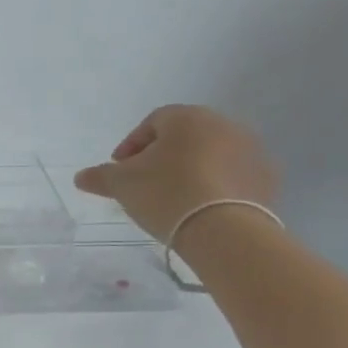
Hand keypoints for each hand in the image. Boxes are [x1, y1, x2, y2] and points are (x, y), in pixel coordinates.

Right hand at [74, 105, 277, 244]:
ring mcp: (251, 149)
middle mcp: (223, 124)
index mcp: (187, 118)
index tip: (120, 169)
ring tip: (174, 198)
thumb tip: (81, 177)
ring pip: (211, 155)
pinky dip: (216, 186)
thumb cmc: (166, 194)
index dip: (132, 144)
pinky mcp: (266, 177)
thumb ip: (100, 177)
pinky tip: (201, 208)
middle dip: (162, 156)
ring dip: (191, 170)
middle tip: (145, 184)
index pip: (153, 122)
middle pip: (185, 136)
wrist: (223, 229)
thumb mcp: (122, 185)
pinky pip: (233, 176)